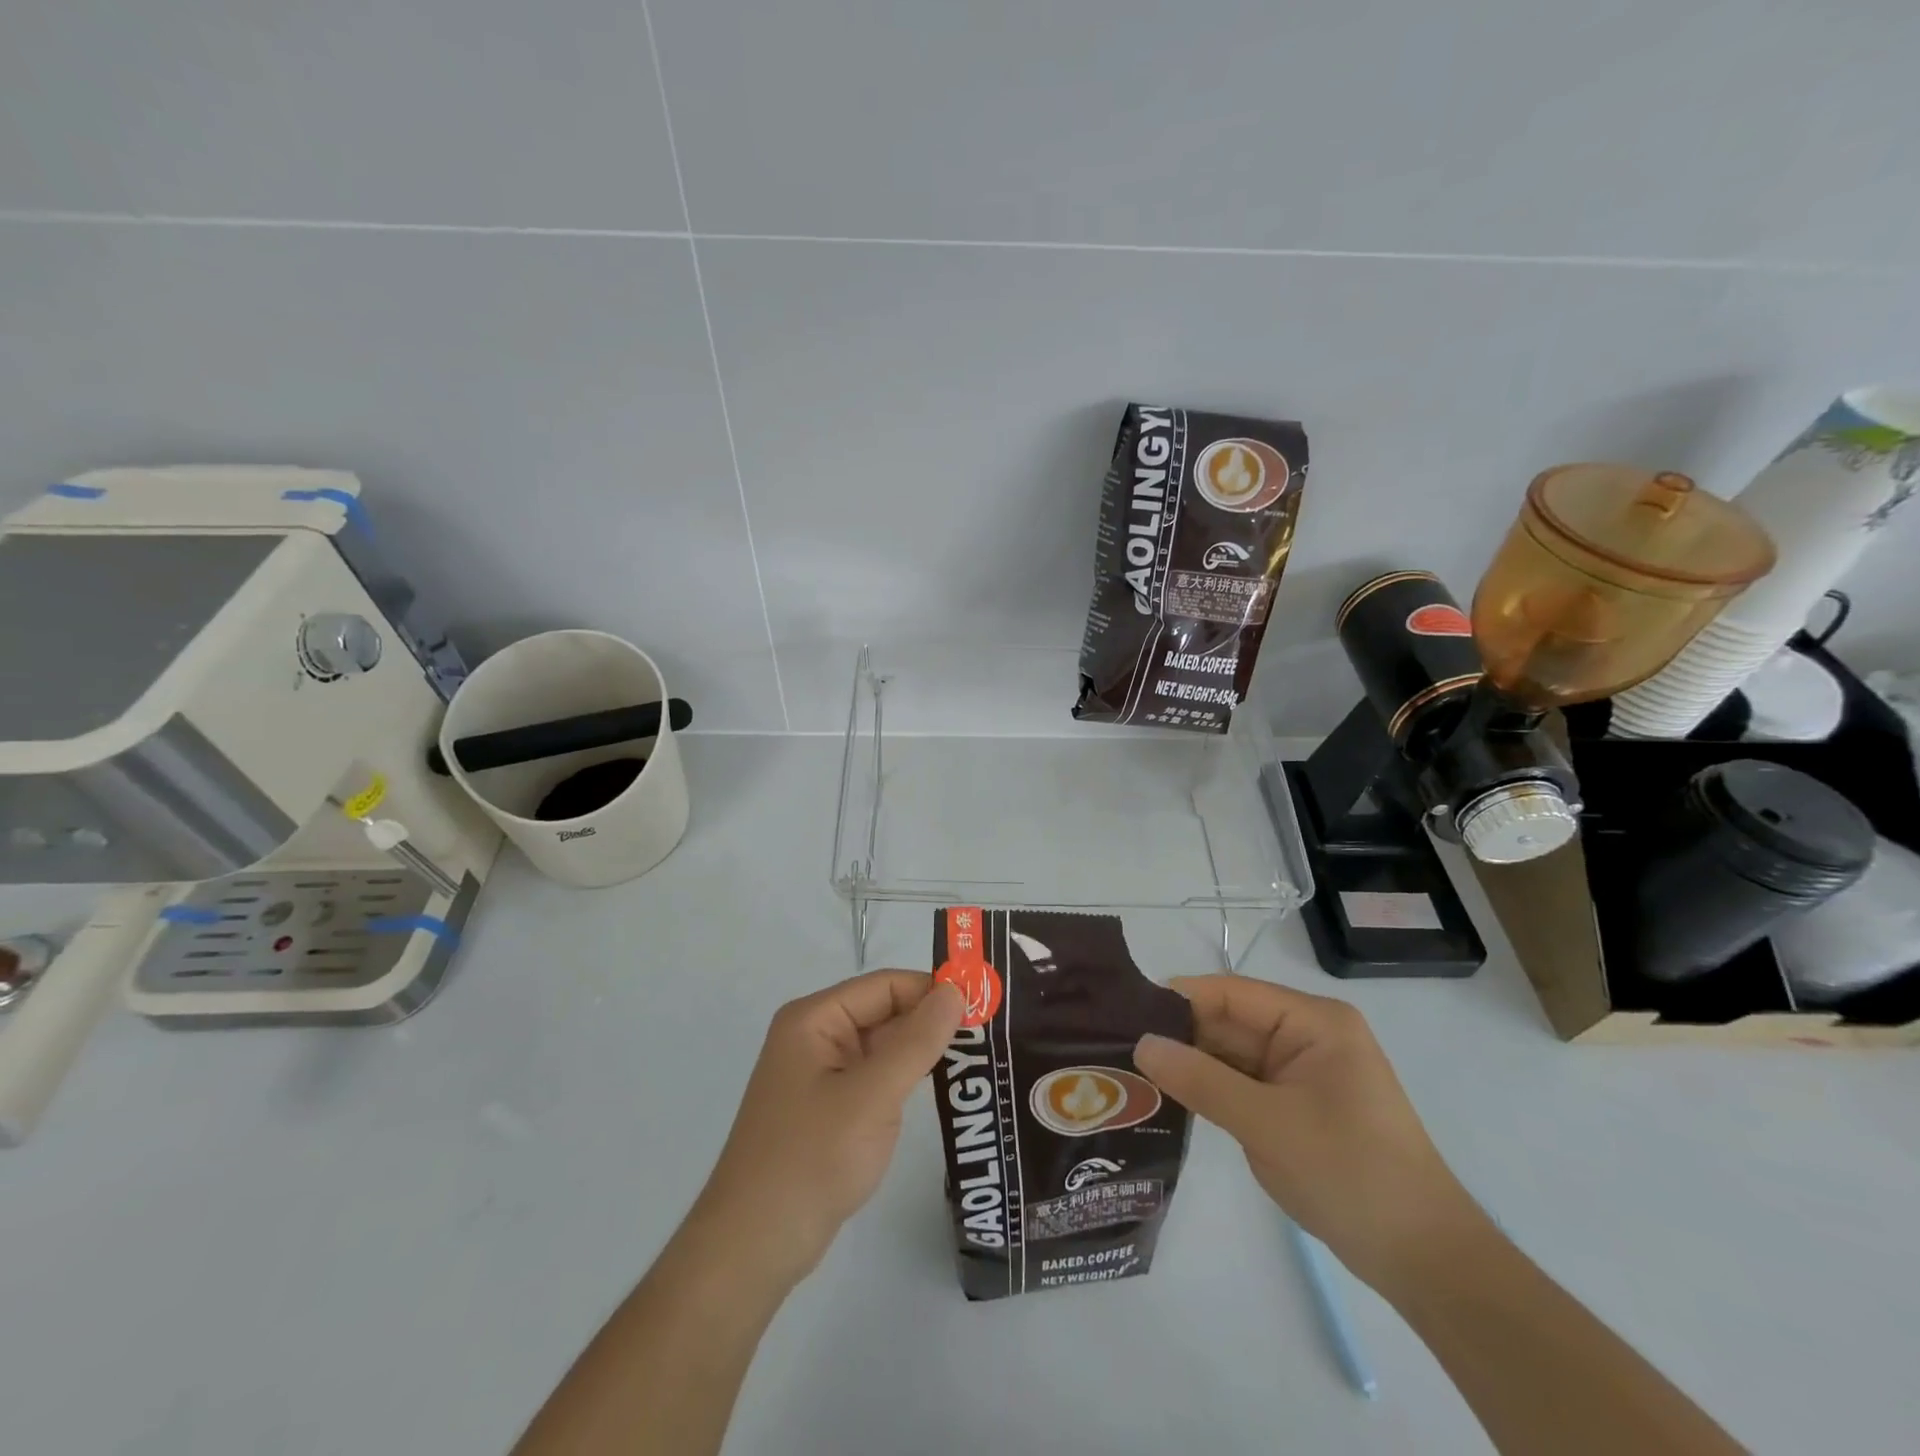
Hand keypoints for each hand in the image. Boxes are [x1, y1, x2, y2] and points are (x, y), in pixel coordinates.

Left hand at [692, 971, 964, 1287]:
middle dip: (932, 1021)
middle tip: (991, 1033)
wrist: (754, 1247)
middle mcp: (816, 1035)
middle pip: (885, 1011)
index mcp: (815, 1019)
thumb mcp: (872, 1095)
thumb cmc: (811, 1159)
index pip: (886, 985)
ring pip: (884, 1045)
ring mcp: (822, 1073)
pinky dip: (907, 1078)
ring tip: (979, 1056)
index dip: (933, 991)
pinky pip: (876, 1076)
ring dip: (923, 1050)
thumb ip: (917, 1041)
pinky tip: (943, 1087)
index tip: (984, 1006)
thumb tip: (955, 992)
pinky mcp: (830, 1106)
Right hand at [1133, 976, 1487, 1293]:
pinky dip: (1210, 1089)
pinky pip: (1242, 1083)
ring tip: (1131, 1069)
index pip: (1232, 993)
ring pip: (1231, 1054)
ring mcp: (1301, 1071)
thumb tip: (1141, 1044)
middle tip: (1118, 1046)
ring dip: (1191, 1063)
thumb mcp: (1267, 1125)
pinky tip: (1169, 1094)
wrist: (1424, 1260)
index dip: (1179, 999)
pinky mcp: (1296, 1104)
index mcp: (1313, 1021)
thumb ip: (1201, 1080)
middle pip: (1229, 1021)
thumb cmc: (1351, 1174)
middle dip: (1180, 1034)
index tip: (1125, 1013)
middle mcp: (1307, 1035)